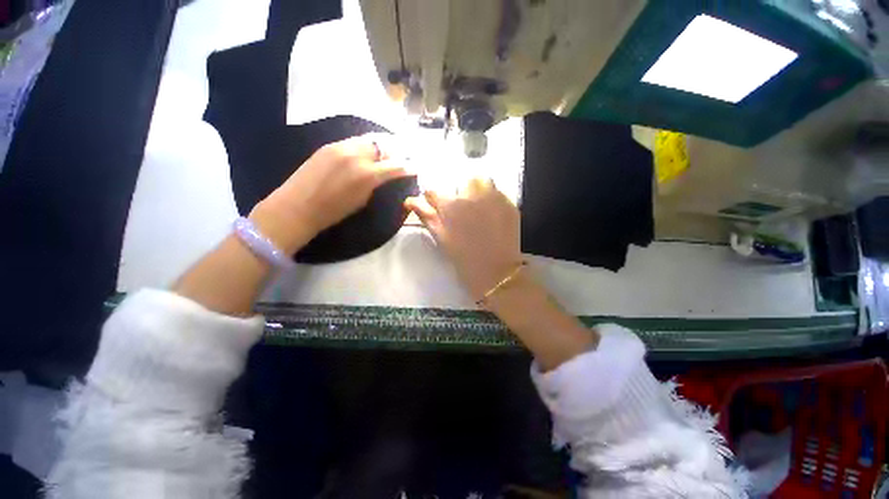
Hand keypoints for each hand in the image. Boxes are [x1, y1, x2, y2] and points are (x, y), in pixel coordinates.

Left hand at [250, 134, 409, 253]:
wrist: (298, 206)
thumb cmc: (334, 212)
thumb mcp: (362, 200)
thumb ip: (376, 184)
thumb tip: (385, 176)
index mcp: (368, 175)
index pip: (396, 165)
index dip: (408, 166)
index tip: (414, 167)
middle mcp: (357, 155)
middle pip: (383, 146)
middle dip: (393, 152)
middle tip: (396, 159)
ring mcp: (341, 147)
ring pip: (367, 140)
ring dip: (377, 148)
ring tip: (380, 156)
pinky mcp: (329, 145)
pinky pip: (352, 142)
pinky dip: (362, 147)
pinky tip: (362, 155)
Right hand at [405, 178, 522, 300]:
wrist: (496, 272)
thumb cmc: (464, 259)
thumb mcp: (441, 238)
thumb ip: (425, 216)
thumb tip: (409, 200)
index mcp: (451, 206)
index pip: (433, 191)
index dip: (434, 198)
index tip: (438, 205)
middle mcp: (471, 195)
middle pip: (461, 181)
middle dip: (460, 192)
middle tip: (464, 209)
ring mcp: (493, 197)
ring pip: (482, 181)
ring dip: (478, 189)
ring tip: (480, 206)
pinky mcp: (509, 203)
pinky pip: (498, 191)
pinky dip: (493, 198)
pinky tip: (493, 213)